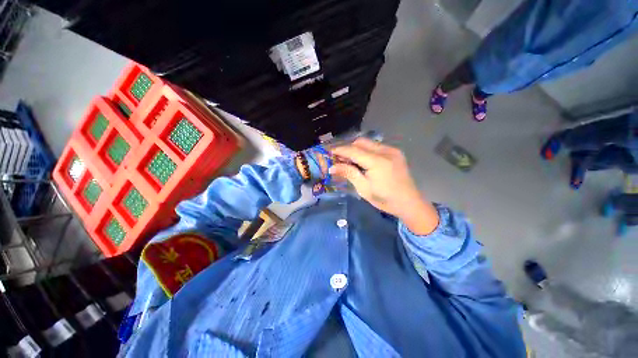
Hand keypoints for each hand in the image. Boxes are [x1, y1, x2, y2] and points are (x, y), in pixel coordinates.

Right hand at [330, 138, 438, 234]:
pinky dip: (365, 151)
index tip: (328, 152)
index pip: (354, 150)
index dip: (340, 150)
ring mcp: (392, 150)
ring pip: (368, 143)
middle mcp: (386, 151)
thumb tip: (332, 167)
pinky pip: (376, 147)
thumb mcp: (364, 189)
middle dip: (348, 148)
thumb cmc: (385, 199)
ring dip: (356, 149)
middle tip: (339, 159)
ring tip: (350, 161)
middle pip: (361, 142)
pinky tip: (363, 162)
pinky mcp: (395, 152)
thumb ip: (348, 173)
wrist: (410, 203)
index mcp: (378, 162)